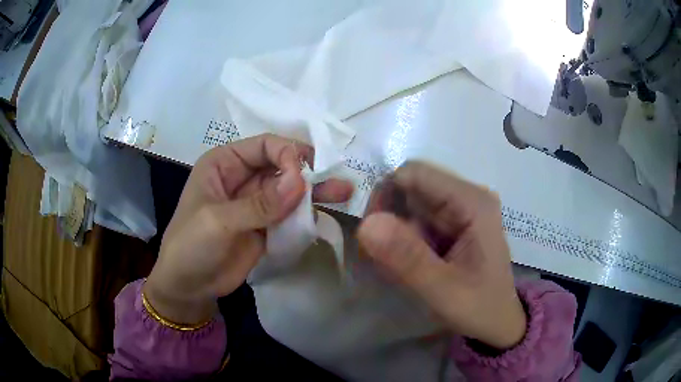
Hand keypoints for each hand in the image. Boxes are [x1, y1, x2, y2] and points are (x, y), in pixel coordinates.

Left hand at [145, 134, 352, 324]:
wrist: (189, 287)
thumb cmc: (190, 246)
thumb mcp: (218, 222)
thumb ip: (259, 204)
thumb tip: (300, 182)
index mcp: (224, 163)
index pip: (264, 145)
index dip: (287, 154)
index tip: (302, 176)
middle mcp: (242, 177)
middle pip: (281, 165)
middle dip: (307, 171)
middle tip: (336, 179)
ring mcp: (256, 203)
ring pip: (289, 189)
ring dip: (314, 191)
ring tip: (344, 192)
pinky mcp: (266, 225)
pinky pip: (290, 213)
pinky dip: (306, 213)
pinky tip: (324, 214)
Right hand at [358, 162, 525, 349]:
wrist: (497, 323)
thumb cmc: (479, 308)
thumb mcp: (443, 290)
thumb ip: (407, 259)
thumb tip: (365, 224)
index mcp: (473, 202)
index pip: (415, 173)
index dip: (386, 196)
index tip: (372, 235)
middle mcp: (467, 197)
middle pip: (410, 188)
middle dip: (388, 219)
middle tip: (380, 257)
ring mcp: (460, 210)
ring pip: (409, 205)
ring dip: (393, 234)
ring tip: (394, 269)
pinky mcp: (452, 224)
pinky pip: (415, 221)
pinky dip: (402, 242)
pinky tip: (406, 267)